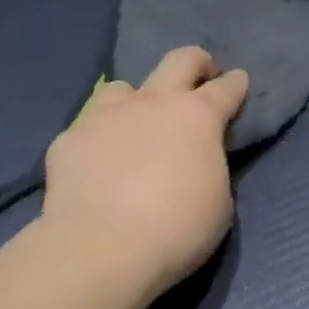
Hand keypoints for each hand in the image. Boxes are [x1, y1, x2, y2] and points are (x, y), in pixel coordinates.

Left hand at [41, 48, 249, 296]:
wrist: (101, 248)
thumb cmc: (177, 228)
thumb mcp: (218, 202)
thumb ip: (210, 168)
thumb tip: (197, 162)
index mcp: (198, 117)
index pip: (226, 88)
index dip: (236, 83)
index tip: (239, 80)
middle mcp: (154, 102)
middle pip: (179, 60)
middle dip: (196, 62)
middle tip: (200, 76)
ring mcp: (107, 116)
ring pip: (123, 87)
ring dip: (135, 100)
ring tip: (135, 125)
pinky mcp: (69, 139)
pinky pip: (87, 129)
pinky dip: (97, 142)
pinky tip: (95, 167)